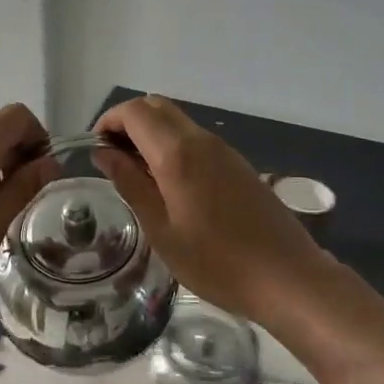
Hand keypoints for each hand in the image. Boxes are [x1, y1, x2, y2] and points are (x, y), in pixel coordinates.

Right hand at [92, 95, 325, 320]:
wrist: (287, 277)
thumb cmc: (215, 261)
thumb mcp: (160, 229)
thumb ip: (130, 184)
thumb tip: (104, 153)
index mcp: (177, 153)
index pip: (134, 112)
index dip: (109, 121)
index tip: (96, 150)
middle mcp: (201, 140)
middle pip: (156, 107)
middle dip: (128, 122)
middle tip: (113, 159)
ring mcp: (223, 150)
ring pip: (177, 121)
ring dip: (151, 134)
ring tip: (137, 175)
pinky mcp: (237, 164)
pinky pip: (196, 139)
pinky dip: (172, 145)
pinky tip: (171, 185)